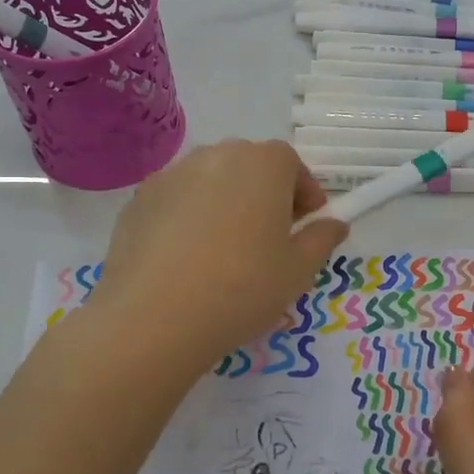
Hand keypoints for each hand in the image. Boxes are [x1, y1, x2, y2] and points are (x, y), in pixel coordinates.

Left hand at [89, 140, 346, 373]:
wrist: (154, 317)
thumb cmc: (242, 288)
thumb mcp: (298, 271)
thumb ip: (321, 239)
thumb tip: (333, 224)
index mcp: (262, 164)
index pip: (291, 163)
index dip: (303, 192)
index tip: (306, 224)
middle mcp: (216, 156)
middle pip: (250, 165)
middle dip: (265, 193)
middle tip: (270, 237)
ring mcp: (172, 175)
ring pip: (211, 181)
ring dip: (226, 202)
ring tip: (225, 249)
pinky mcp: (139, 200)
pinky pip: (177, 200)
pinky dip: (189, 217)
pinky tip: (187, 259)